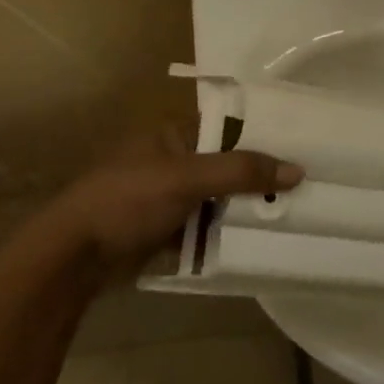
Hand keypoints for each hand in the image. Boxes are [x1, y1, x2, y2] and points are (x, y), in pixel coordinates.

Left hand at [47, 124, 303, 276]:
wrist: (74, 257)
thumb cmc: (127, 201)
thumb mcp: (186, 178)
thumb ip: (240, 172)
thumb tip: (297, 170)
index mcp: (175, 134)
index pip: (231, 126)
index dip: (265, 136)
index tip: (306, 147)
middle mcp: (176, 160)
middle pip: (230, 165)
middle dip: (262, 178)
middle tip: (309, 186)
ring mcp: (172, 197)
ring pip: (222, 199)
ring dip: (249, 209)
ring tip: (297, 214)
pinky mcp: (170, 230)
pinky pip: (209, 226)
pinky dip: (229, 232)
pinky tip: (263, 239)